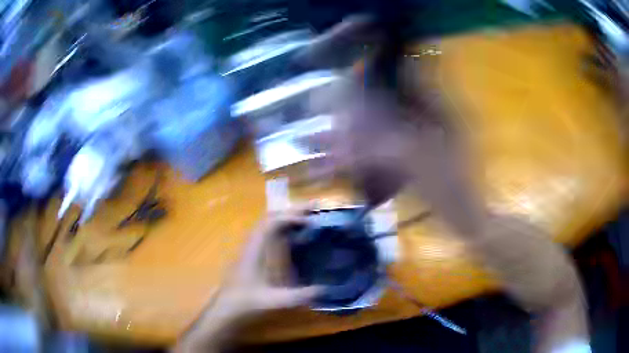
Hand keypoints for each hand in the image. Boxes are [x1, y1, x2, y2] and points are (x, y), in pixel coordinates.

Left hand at [215, 206, 321, 316]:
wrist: (225, 309)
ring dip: (286, 217)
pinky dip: (281, 228)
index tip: (311, 220)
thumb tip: (325, 289)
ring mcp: (250, 248)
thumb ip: (299, 296)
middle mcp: (251, 244)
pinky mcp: (250, 254)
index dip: (291, 217)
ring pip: (267, 224)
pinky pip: (266, 233)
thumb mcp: (274, 301)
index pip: (272, 222)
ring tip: (306, 217)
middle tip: (313, 208)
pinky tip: (292, 237)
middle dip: (292, 211)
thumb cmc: (246, 303)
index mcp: (255, 250)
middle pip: (270, 217)